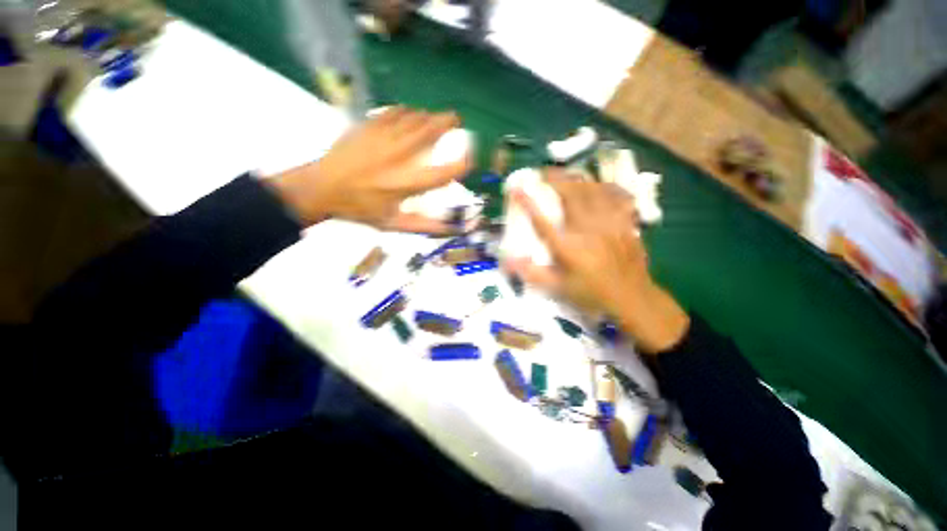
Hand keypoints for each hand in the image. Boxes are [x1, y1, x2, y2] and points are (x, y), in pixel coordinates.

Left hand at [270, 107, 470, 232]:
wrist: (322, 188)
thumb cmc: (361, 209)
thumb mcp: (394, 224)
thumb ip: (425, 226)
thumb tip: (452, 230)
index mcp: (405, 185)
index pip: (442, 174)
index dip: (461, 165)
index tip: (469, 159)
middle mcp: (398, 159)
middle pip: (429, 133)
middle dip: (448, 123)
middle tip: (457, 119)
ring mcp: (382, 139)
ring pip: (414, 118)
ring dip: (430, 116)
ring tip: (437, 117)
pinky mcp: (368, 127)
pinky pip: (394, 112)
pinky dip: (407, 112)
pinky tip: (410, 114)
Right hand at [504, 170, 689, 353]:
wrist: (632, 298)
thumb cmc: (591, 293)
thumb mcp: (557, 288)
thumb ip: (532, 273)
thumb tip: (507, 260)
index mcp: (568, 248)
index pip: (542, 221)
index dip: (527, 203)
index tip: (516, 188)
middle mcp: (587, 230)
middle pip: (570, 195)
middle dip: (555, 179)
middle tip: (543, 173)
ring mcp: (609, 224)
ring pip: (593, 190)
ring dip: (577, 179)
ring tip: (566, 174)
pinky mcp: (625, 222)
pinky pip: (615, 196)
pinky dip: (604, 186)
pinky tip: (598, 184)